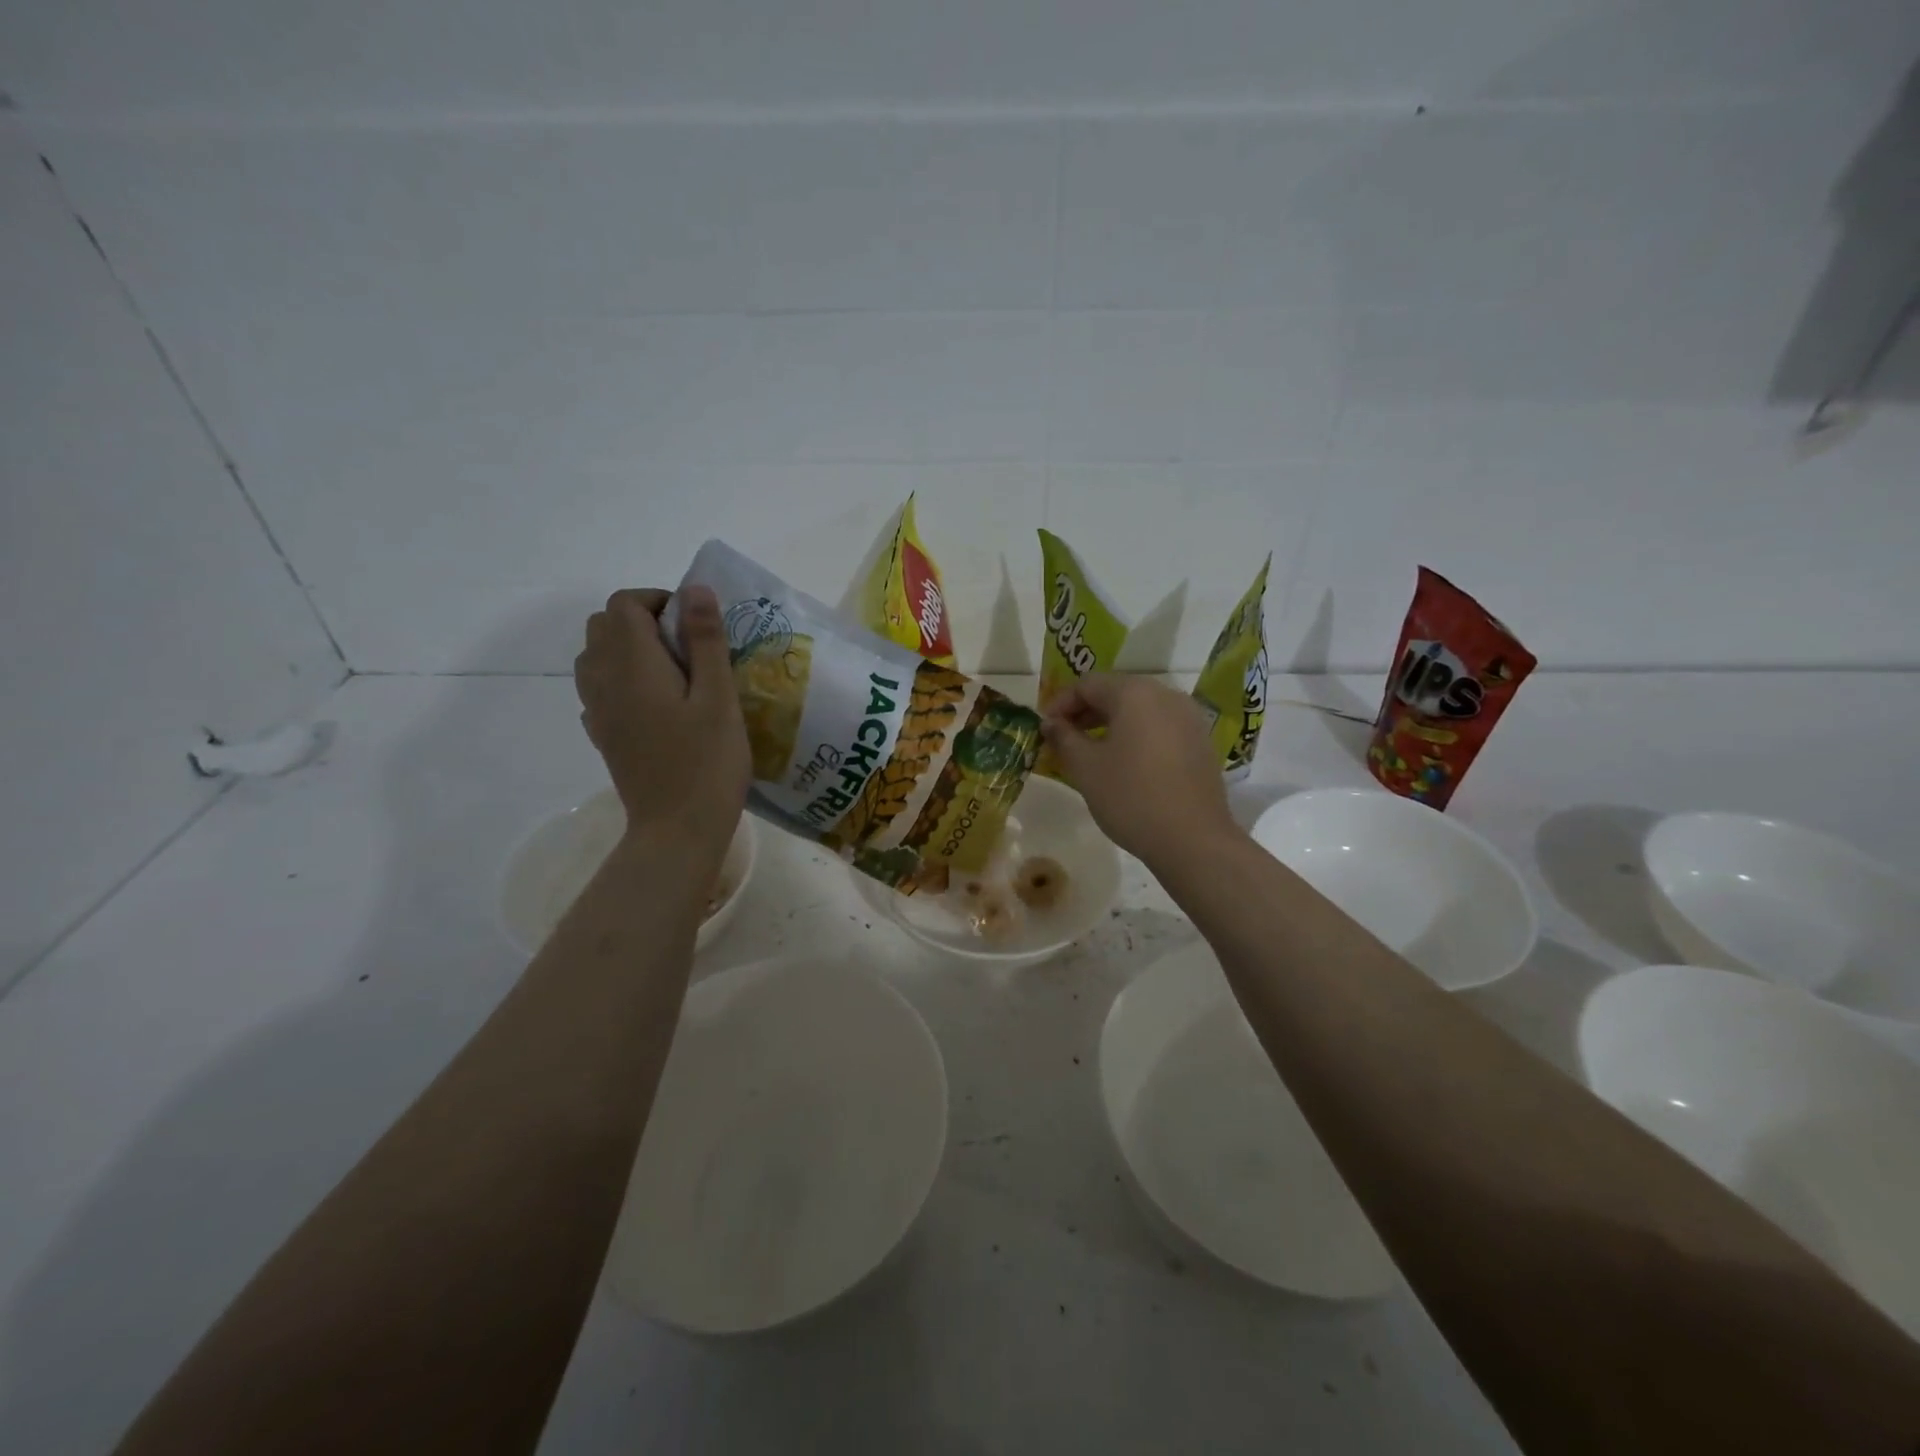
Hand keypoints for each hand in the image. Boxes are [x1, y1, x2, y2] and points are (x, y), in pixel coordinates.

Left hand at [574, 587, 749, 852]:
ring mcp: (597, 709)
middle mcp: (603, 680)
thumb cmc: (707, 762)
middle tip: (688, 646)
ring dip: (629, 648)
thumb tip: (695, 589)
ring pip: (596, 655)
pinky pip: (600, 688)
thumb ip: (705, 640)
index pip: (624, 604)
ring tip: (674, 673)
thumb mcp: (719, 697)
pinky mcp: (602, 734)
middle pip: (604, 625)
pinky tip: (657, 703)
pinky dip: (622, 678)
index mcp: (632, 665)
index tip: (696, 624)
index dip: (658, 601)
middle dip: (642, 620)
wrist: (677, 829)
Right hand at [1041, 673, 1240, 864]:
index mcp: (1135, 693)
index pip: (1087, 684)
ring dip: (1111, 724)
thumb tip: (1050, 723)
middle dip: (1085, 713)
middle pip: (1116, 692)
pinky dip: (1137, 736)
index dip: (1060, 704)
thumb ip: (1063, 737)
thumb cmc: (1131, 797)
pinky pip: (1160, 727)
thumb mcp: (1085, 767)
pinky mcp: (1201, 742)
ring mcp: (1189, 718)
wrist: (1193, 840)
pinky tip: (1125, 763)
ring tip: (1091, 752)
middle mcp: (1166, 695)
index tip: (1044, 729)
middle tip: (1063, 740)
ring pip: (1140, 710)